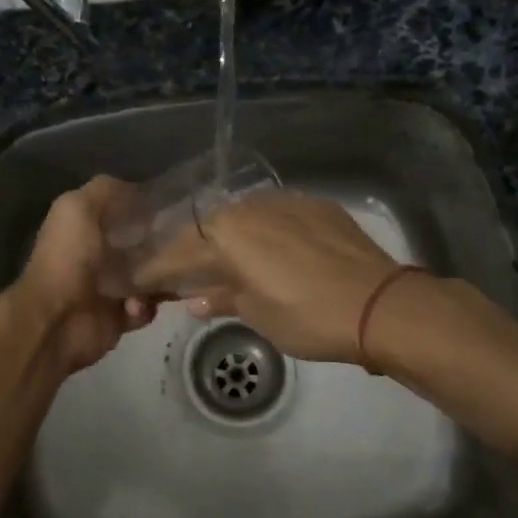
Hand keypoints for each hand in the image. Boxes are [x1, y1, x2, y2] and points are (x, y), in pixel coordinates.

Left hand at [11, 177, 159, 374]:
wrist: (58, 319)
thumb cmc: (68, 258)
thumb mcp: (79, 206)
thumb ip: (105, 190)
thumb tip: (137, 190)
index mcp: (84, 228)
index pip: (122, 212)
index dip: (144, 209)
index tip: (170, 208)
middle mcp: (96, 256)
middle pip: (140, 245)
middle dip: (160, 244)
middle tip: (180, 245)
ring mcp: (108, 288)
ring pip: (149, 277)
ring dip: (159, 278)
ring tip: (163, 278)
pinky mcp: (118, 318)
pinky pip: (146, 308)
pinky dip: (146, 307)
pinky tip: (136, 305)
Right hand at [133, 192, 403, 363]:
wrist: (379, 303)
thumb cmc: (308, 316)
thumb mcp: (258, 316)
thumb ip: (223, 299)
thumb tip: (197, 299)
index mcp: (226, 234)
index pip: (177, 252)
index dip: (156, 269)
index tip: (139, 281)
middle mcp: (249, 207)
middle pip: (207, 228)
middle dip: (191, 250)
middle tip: (182, 272)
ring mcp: (285, 201)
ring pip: (242, 216)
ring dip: (228, 238)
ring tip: (224, 260)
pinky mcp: (315, 204)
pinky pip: (275, 214)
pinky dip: (263, 232)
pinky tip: (269, 249)